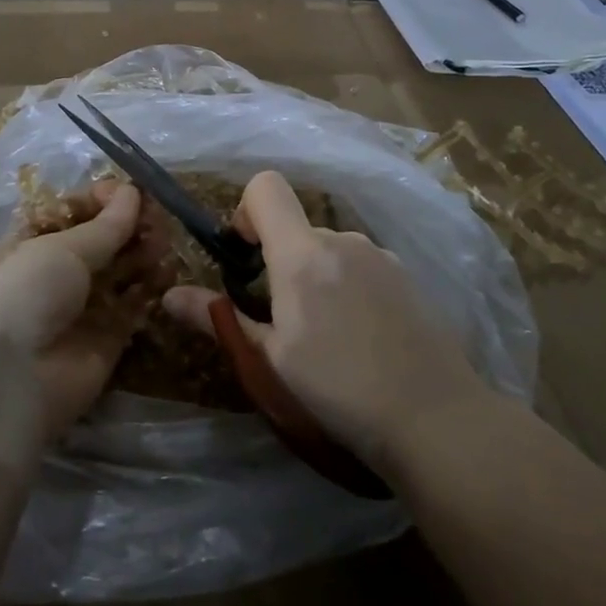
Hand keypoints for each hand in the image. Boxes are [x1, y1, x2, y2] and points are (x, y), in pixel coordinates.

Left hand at [0, 181, 146, 448]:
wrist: (4, 383)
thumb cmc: (22, 295)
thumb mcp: (59, 248)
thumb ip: (105, 225)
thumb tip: (132, 193)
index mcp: (32, 242)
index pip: (75, 211)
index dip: (104, 200)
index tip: (132, 192)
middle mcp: (57, 272)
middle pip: (103, 241)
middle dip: (131, 226)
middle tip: (159, 220)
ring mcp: (82, 308)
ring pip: (121, 272)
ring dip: (144, 254)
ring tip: (164, 244)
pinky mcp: (106, 341)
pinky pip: (133, 308)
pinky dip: (151, 290)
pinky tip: (167, 274)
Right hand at [163, 171, 483, 469]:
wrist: (435, 418)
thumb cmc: (339, 390)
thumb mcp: (270, 360)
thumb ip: (220, 320)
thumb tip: (170, 296)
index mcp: (303, 254)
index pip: (266, 187)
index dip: (246, 210)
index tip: (244, 257)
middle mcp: (342, 239)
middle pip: (296, 227)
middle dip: (279, 260)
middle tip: (282, 320)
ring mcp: (380, 256)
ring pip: (329, 249)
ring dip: (315, 276)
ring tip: (326, 336)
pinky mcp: (406, 277)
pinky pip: (359, 265)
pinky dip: (346, 285)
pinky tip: (361, 337)